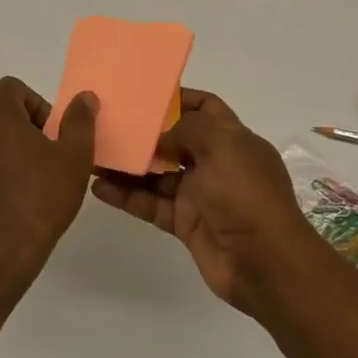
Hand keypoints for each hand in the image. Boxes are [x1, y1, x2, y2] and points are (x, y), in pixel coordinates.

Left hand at [0, 77, 98, 293]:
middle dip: (26, 131)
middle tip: (48, 162)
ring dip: (9, 155)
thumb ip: (80, 121)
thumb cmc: (40, 200)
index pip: (13, 88)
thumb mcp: (74, 158)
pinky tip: (11, 206)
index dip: (38, 105)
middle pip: (0, 115)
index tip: (52, 136)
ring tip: (32, 186)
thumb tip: (84, 97)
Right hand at [89, 88, 330, 316]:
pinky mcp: (185, 223)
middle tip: (108, 122)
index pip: (206, 107)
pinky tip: (98, 186)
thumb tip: (159, 137)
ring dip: (129, 165)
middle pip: (175, 140)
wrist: (264, 262)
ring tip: (93, 153)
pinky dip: (126, 196)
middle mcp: (216, 163)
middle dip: (145, 132)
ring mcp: (199, 195)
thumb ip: (187, 130)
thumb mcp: (222, 146)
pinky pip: (150, 204)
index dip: (179, 98)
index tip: (144, 94)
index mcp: (233, 139)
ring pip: (157, 174)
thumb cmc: (246, 194)